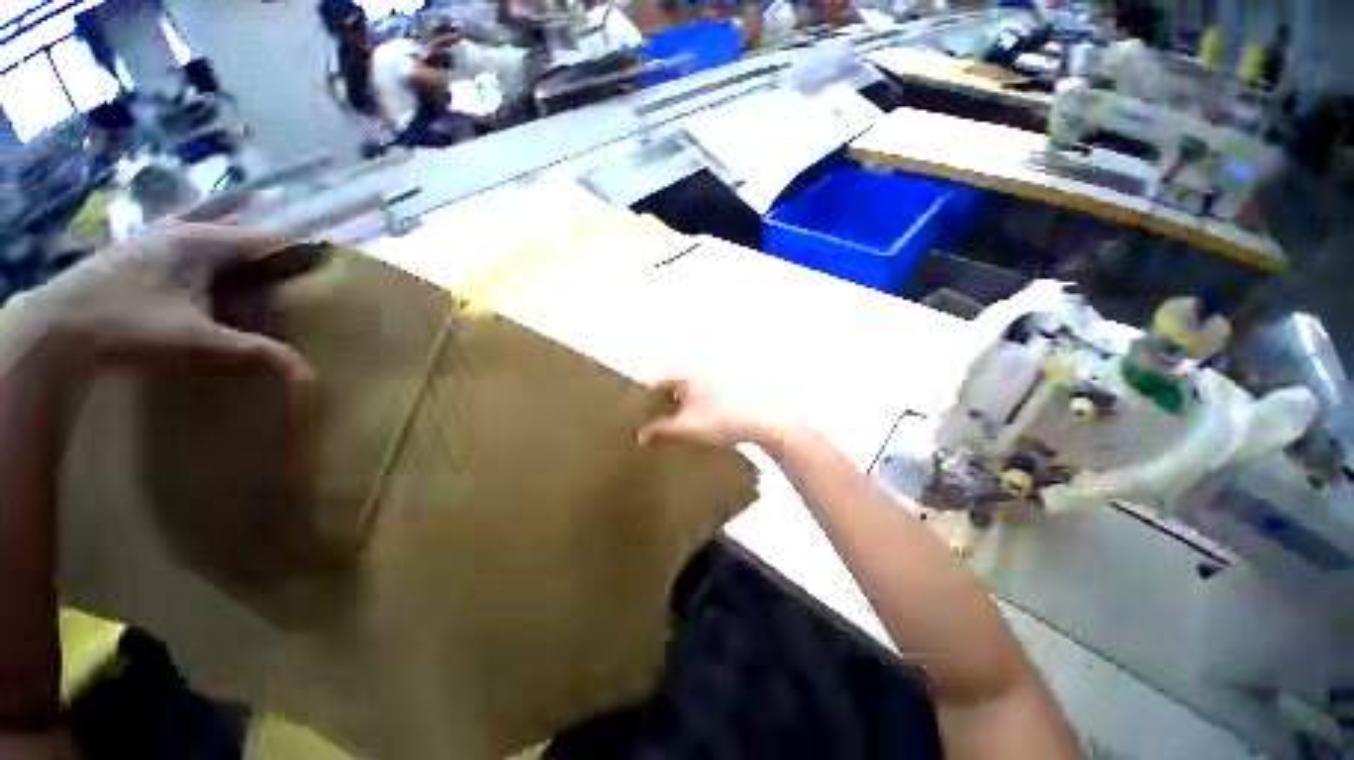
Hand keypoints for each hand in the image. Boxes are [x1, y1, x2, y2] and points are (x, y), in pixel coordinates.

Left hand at [25, 222, 311, 390]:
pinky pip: (195, 261)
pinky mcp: (142, 257)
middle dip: (276, 268)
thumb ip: (255, 353)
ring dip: (244, 273)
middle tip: (301, 295)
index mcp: (204, 241)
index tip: (330, 277)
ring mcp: (159, 242)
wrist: (51, 329)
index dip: (304, 256)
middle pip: (247, 245)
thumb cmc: (126, 327)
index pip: (272, 240)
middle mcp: (184, 232)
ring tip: (265, 300)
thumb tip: (308, 373)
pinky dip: (216, 278)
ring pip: (220, 253)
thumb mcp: (196, 345)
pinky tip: (216, 302)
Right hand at [637, 375, 790, 449]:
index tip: (639, 415)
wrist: (764, 421)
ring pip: (689, 390)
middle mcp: (700, 371)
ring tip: (676, 424)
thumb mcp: (687, 429)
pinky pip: (704, 395)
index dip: (645, 399)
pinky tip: (701, 421)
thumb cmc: (721, 422)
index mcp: (686, 376)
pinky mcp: (730, 388)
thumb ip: (660, 431)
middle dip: (662, 402)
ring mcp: (717, 378)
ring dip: (680, 405)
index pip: (657, 382)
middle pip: (673, 385)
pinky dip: (697, 405)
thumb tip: (639, 436)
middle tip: (655, 421)